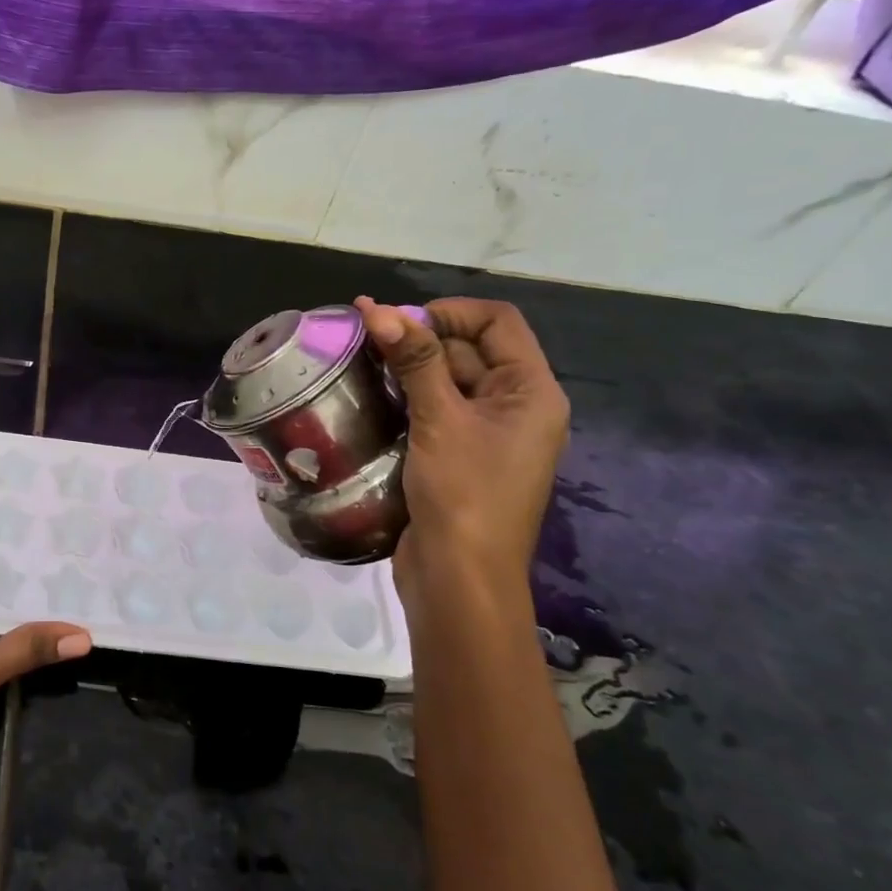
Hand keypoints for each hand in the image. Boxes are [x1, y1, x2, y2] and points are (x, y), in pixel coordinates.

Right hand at [353, 296, 569, 624]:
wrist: (459, 581)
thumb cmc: (463, 495)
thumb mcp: (440, 420)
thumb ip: (414, 361)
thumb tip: (380, 309)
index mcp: (532, 392)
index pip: (497, 322)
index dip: (448, 312)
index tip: (398, 322)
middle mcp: (515, 406)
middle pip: (469, 349)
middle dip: (419, 338)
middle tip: (364, 338)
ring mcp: (486, 433)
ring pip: (446, 379)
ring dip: (407, 367)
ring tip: (359, 361)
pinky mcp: (457, 455)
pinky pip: (434, 409)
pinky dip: (405, 397)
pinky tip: (369, 395)